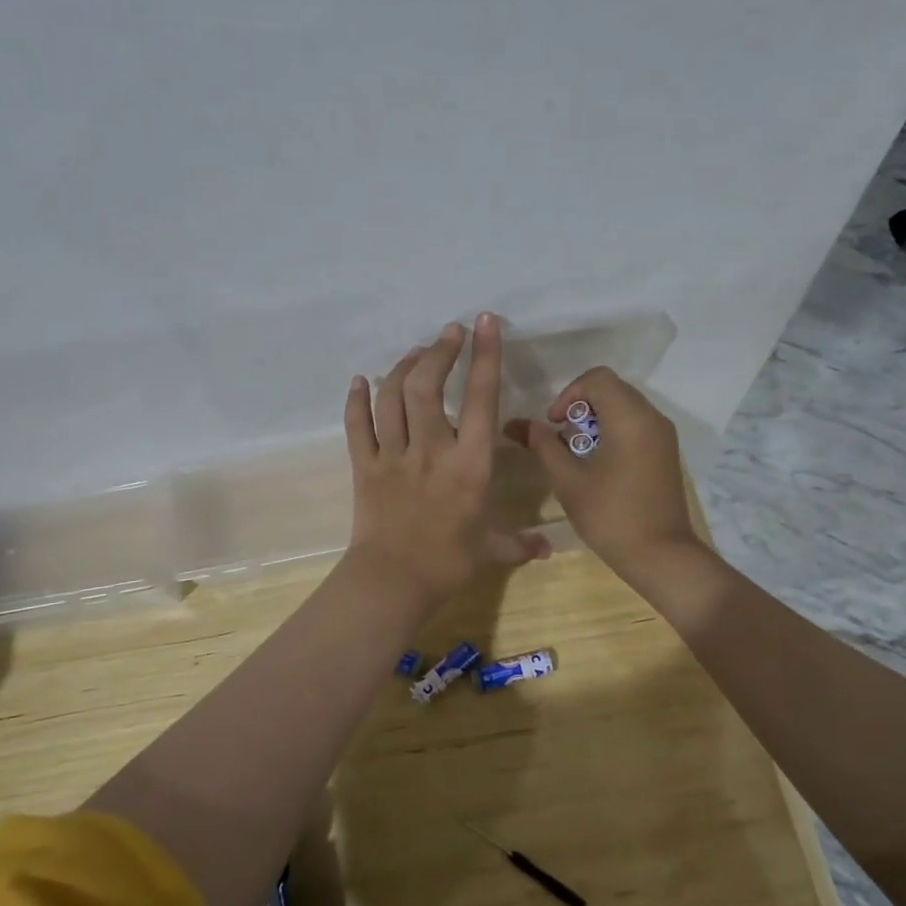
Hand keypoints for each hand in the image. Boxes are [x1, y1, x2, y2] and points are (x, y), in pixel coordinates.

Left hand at [343, 314, 548, 611]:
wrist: (392, 583)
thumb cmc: (447, 564)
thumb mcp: (491, 551)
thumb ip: (520, 543)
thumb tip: (549, 548)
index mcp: (469, 463)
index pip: (482, 399)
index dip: (485, 356)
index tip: (484, 323)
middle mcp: (431, 449)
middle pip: (428, 385)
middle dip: (440, 352)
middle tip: (449, 333)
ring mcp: (393, 455)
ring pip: (392, 397)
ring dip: (404, 367)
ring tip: (417, 354)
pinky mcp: (364, 466)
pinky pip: (356, 425)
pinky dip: (356, 399)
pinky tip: (360, 381)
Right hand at [504, 368, 704, 582]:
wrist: (660, 556)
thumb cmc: (610, 515)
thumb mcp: (568, 480)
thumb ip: (544, 446)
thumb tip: (523, 426)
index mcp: (630, 417)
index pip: (597, 379)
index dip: (569, 394)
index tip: (554, 424)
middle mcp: (652, 418)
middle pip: (611, 390)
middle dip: (580, 408)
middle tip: (562, 440)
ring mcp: (663, 436)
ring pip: (624, 407)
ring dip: (596, 421)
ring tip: (577, 455)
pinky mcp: (666, 453)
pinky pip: (636, 425)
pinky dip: (613, 433)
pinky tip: (598, 465)